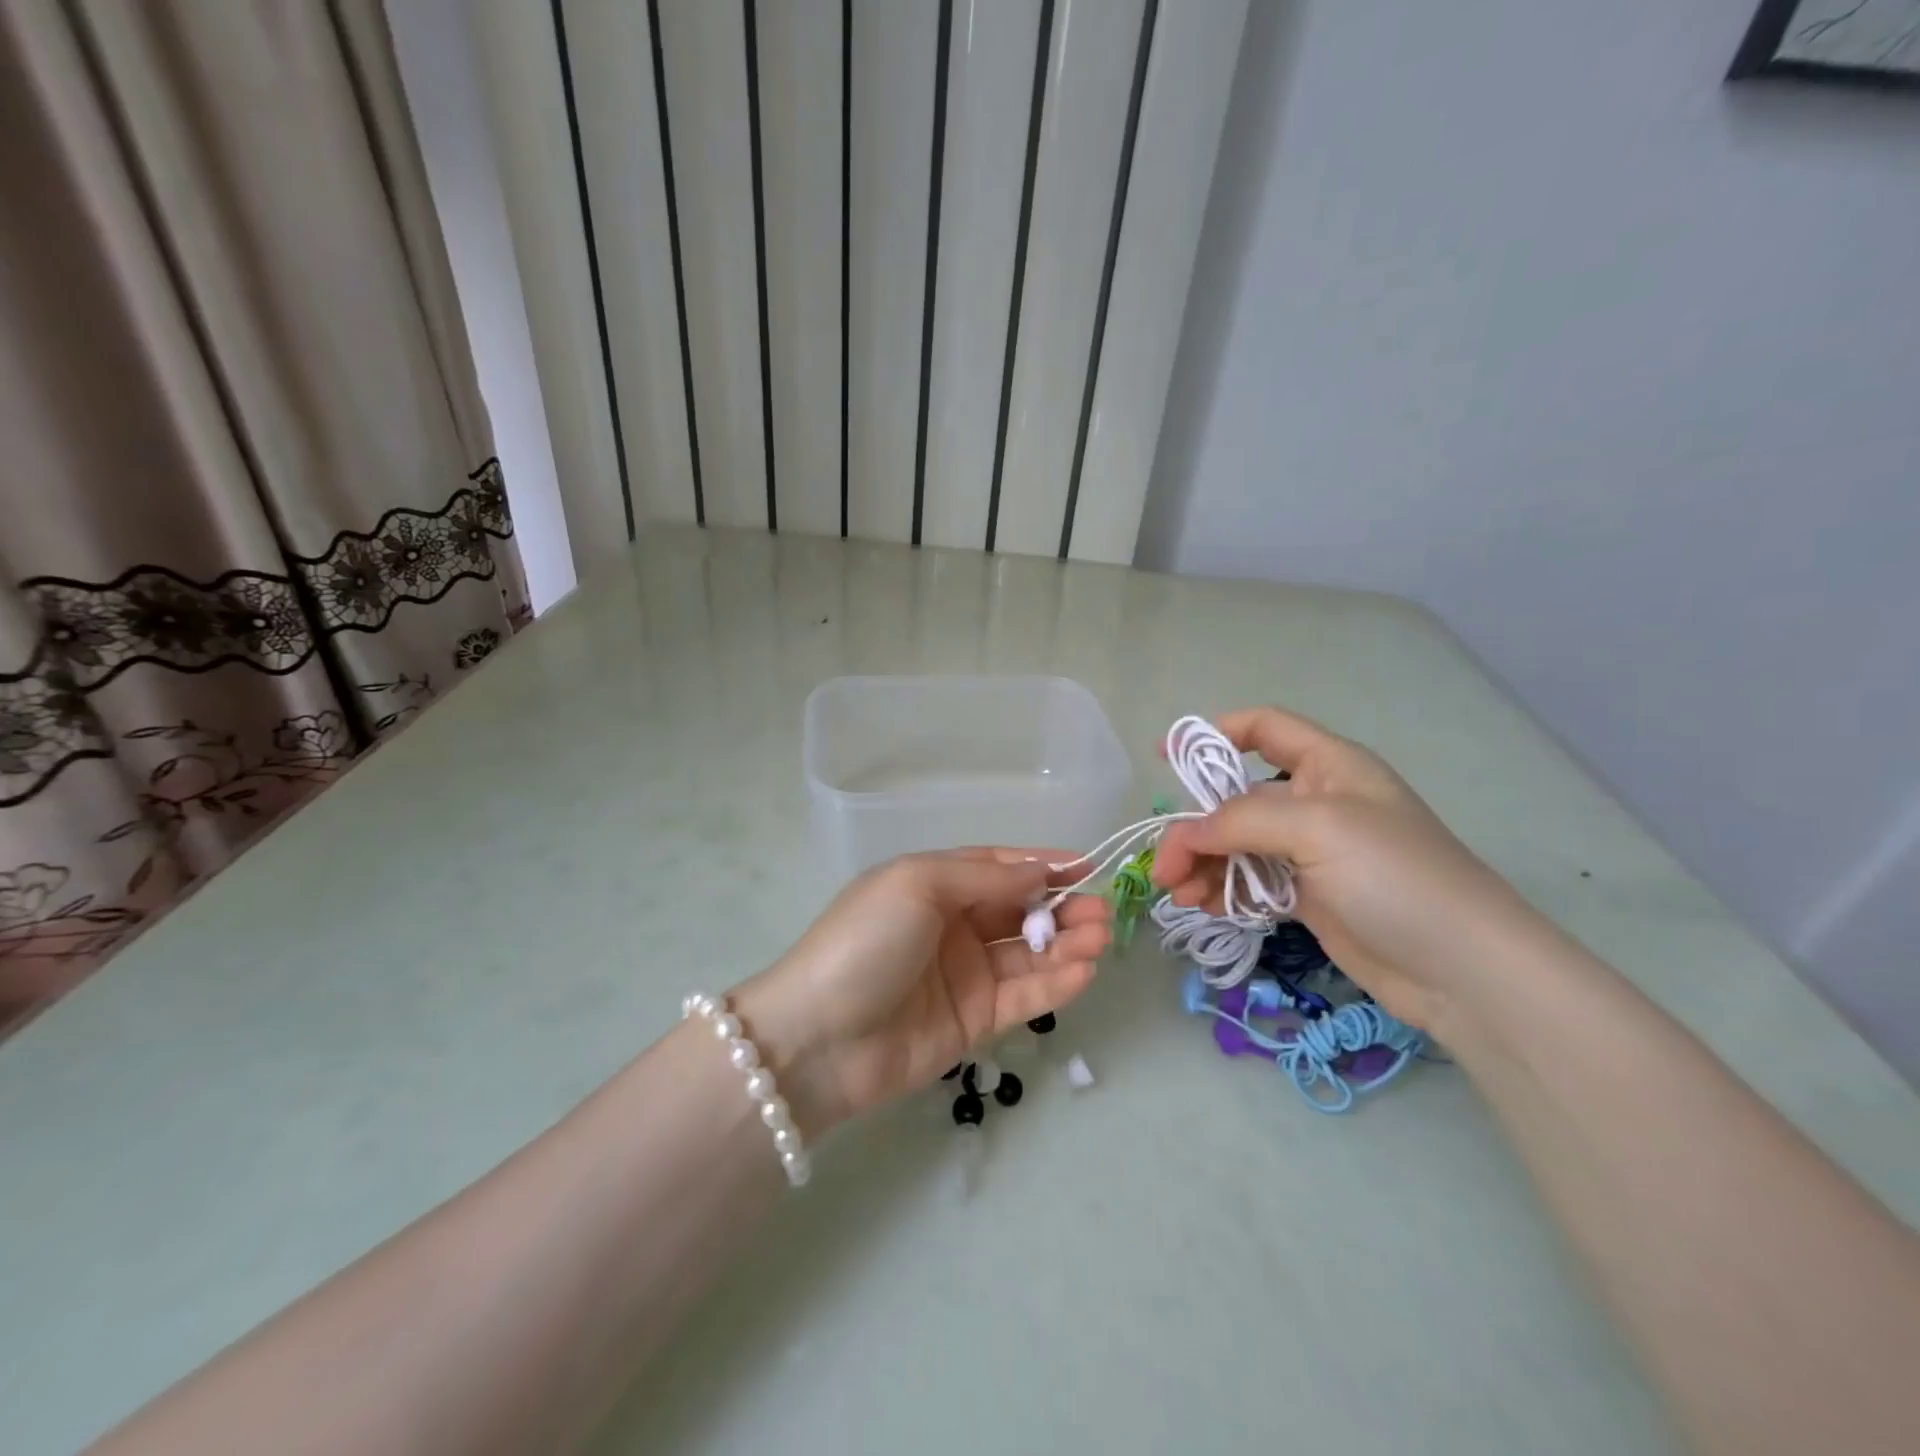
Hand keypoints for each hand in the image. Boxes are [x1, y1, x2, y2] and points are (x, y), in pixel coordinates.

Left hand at [732, 850, 1108, 1135]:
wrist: (819, 1038)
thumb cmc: (866, 942)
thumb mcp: (917, 885)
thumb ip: (982, 876)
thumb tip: (1037, 871)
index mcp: (934, 885)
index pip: (998, 868)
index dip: (1041, 866)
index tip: (1086, 867)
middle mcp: (951, 926)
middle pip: (1018, 911)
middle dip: (1062, 908)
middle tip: (1102, 912)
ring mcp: (964, 975)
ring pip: (1027, 953)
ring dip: (1066, 944)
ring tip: (1102, 938)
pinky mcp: (973, 1020)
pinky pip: (1022, 996)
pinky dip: (1055, 983)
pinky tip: (1084, 971)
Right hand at [1151, 707, 1536, 1030]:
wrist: (1462, 970)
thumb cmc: (1394, 876)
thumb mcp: (1317, 827)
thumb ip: (1242, 819)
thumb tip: (1188, 834)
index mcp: (1328, 766)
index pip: (1264, 729)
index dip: (1214, 733)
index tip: (1166, 756)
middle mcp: (1316, 802)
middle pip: (1236, 798)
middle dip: (1196, 827)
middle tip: (1166, 866)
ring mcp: (1311, 852)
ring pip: (1237, 845)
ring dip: (1203, 865)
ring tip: (1182, 895)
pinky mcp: (1308, 896)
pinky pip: (1250, 882)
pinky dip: (1222, 891)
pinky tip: (1205, 908)